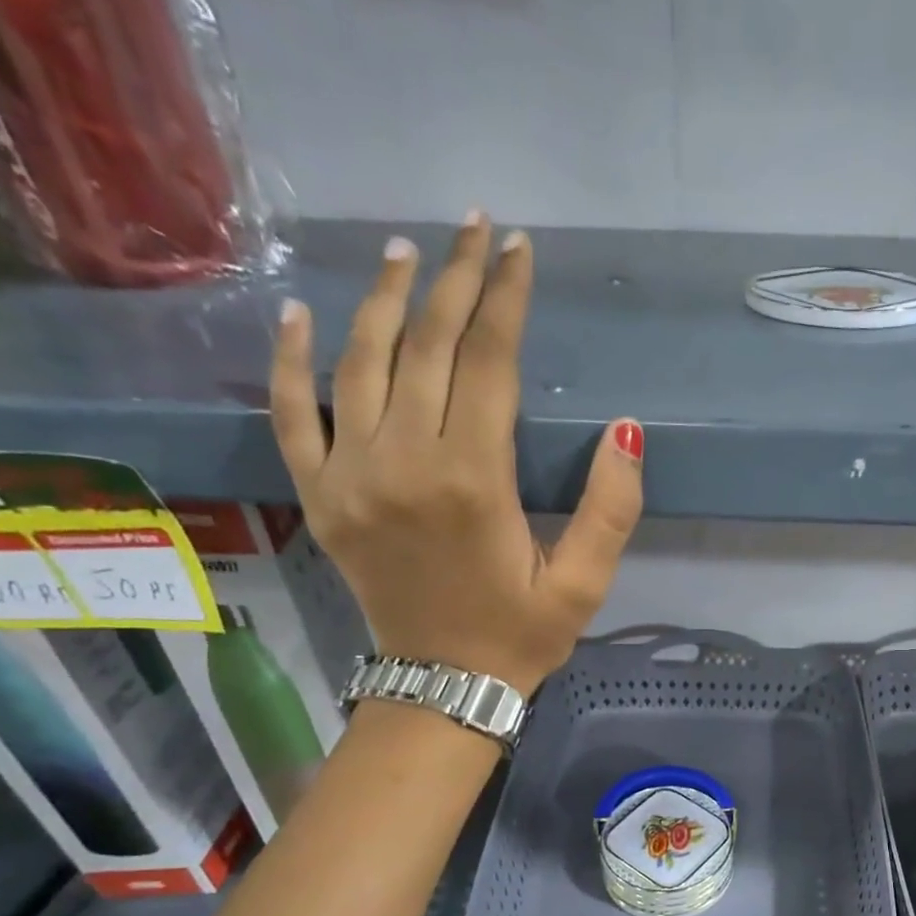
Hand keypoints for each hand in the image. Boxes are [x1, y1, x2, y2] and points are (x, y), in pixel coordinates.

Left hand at [269, 215, 643, 693]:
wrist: (443, 686)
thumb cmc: (521, 634)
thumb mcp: (584, 583)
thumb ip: (611, 509)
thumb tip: (626, 429)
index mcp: (472, 480)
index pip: (487, 362)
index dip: (505, 298)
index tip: (519, 250)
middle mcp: (403, 463)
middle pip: (427, 348)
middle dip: (455, 281)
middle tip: (474, 230)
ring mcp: (350, 477)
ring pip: (360, 363)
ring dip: (387, 302)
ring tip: (409, 253)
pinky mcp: (320, 496)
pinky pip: (293, 414)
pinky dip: (290, 360)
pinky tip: (298, 313)